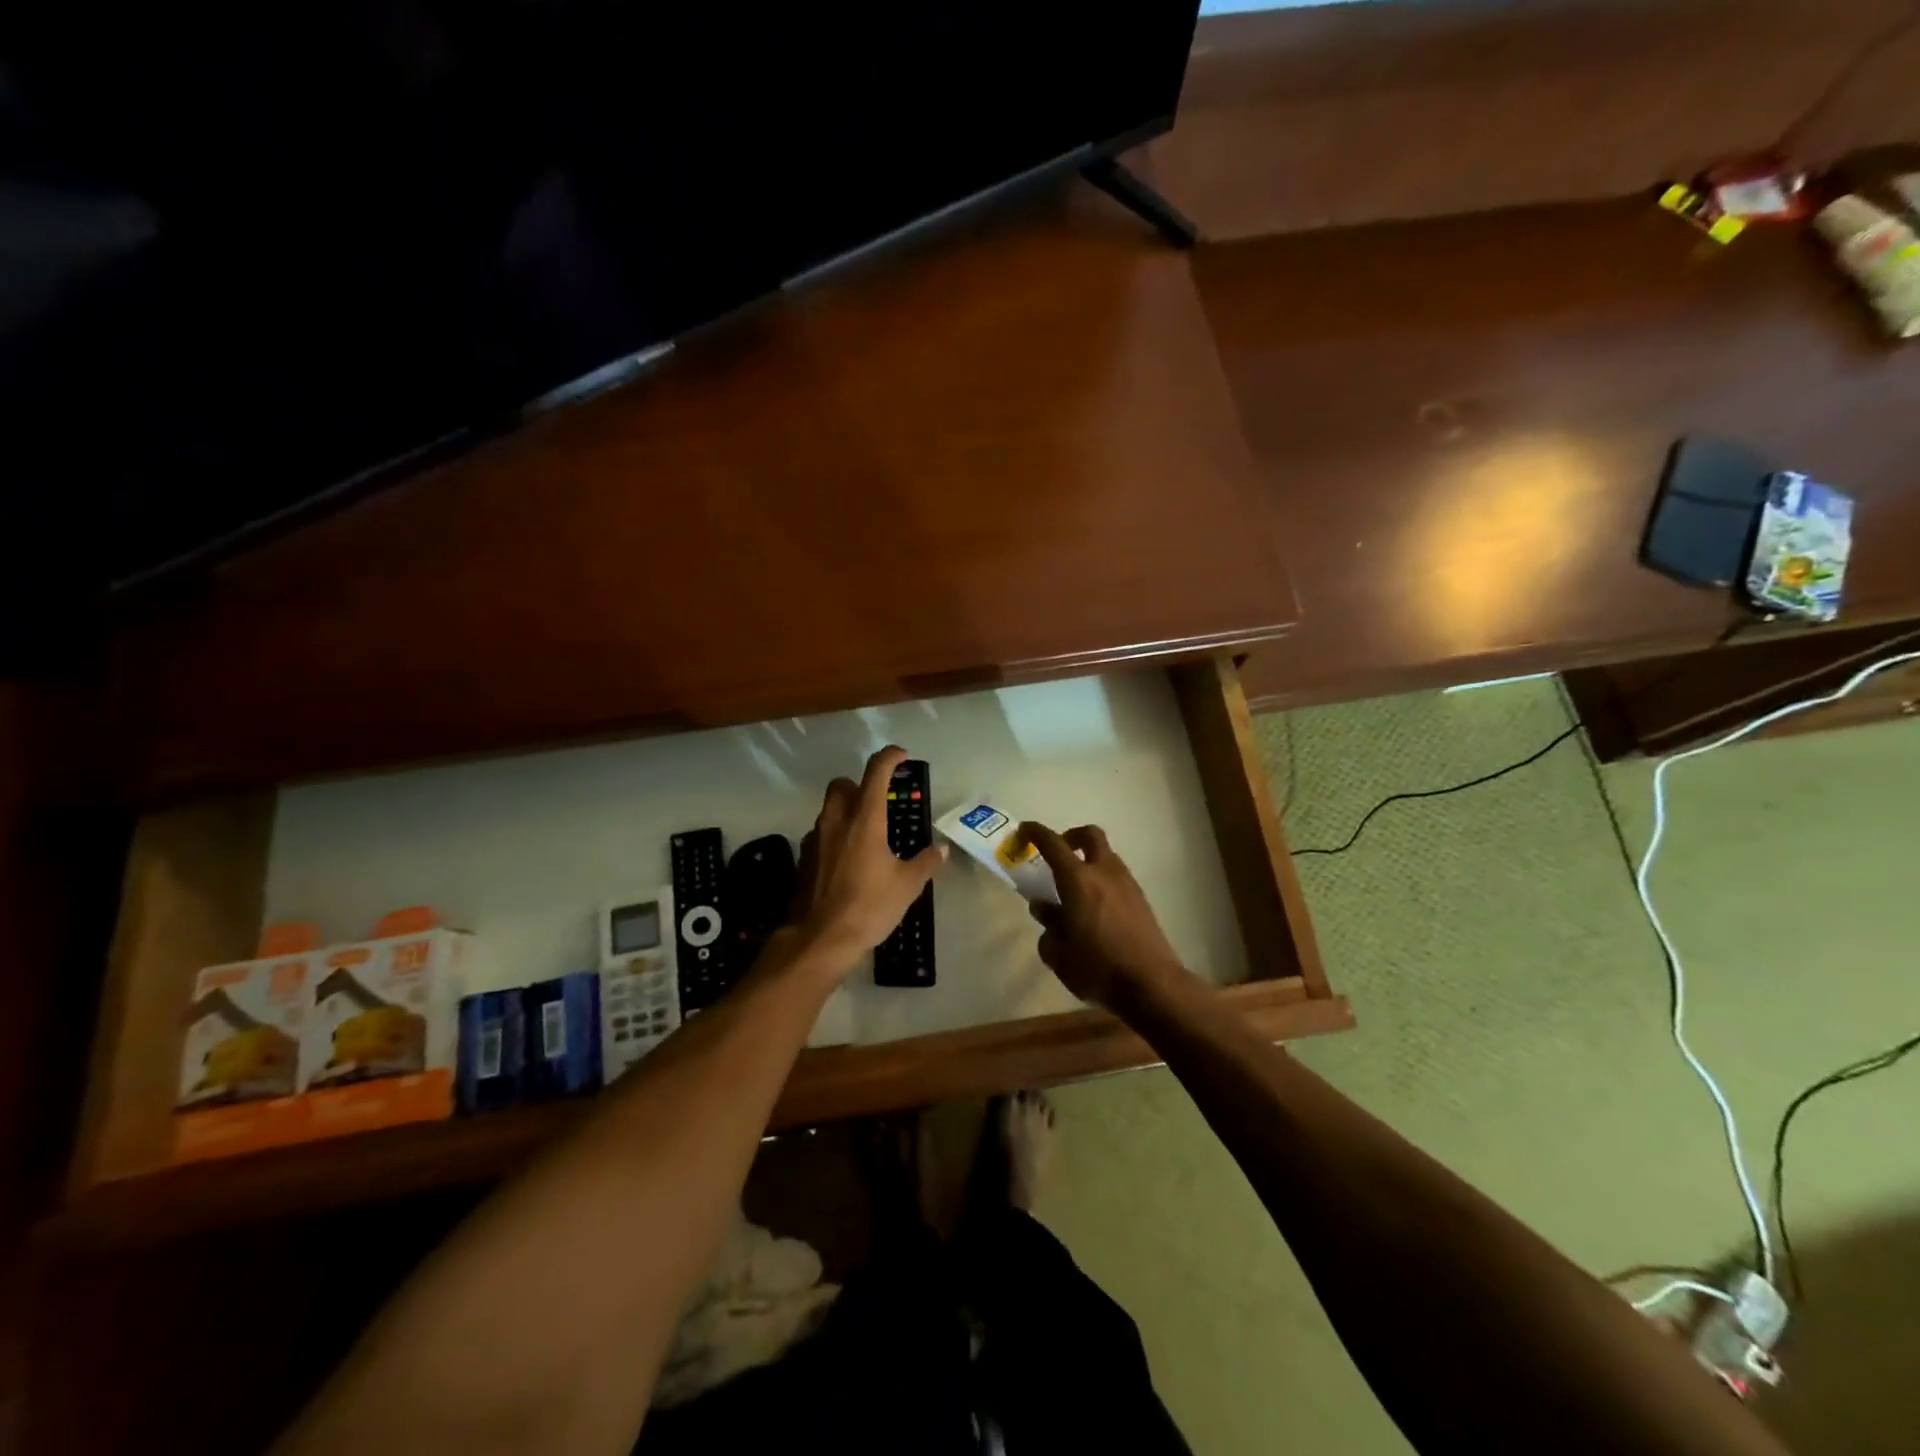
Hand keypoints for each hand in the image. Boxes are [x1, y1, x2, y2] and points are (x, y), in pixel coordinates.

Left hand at [789, 746, 945, 973]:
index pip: (876, 772)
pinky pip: (821, 834)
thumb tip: (941, 850)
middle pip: (842, 784)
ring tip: (868, 836)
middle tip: (879, 802)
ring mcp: (815, 839)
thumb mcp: (907, 886)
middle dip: (860, 785)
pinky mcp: (804, 859)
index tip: (903, 756)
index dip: (890, 757)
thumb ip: (925, 862)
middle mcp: (836, 820)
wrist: (820, 940)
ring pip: (829, 809)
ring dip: (846, 811)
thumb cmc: (868, 906)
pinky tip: (848, 860)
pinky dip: (835, 836)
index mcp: (864, 819)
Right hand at [1022, 823, 1185, 1011]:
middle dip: (1071, 837)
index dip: (1035, 832)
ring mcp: (1127, 884)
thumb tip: (1045, 908)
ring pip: (1106, 856)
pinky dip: (1102, 880)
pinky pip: (1117, 877)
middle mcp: (1104, 872)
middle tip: (1058, 853)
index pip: (1053, 843)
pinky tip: (1094, 909)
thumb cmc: (1096, 967)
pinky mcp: (1141, 900)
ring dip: (1089, 861)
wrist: (1151, 984)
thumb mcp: (1058, 952)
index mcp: (1078, 879)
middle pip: (1090, 836)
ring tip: (1074, 890)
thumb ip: (1048, 924)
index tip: (1023, 831)